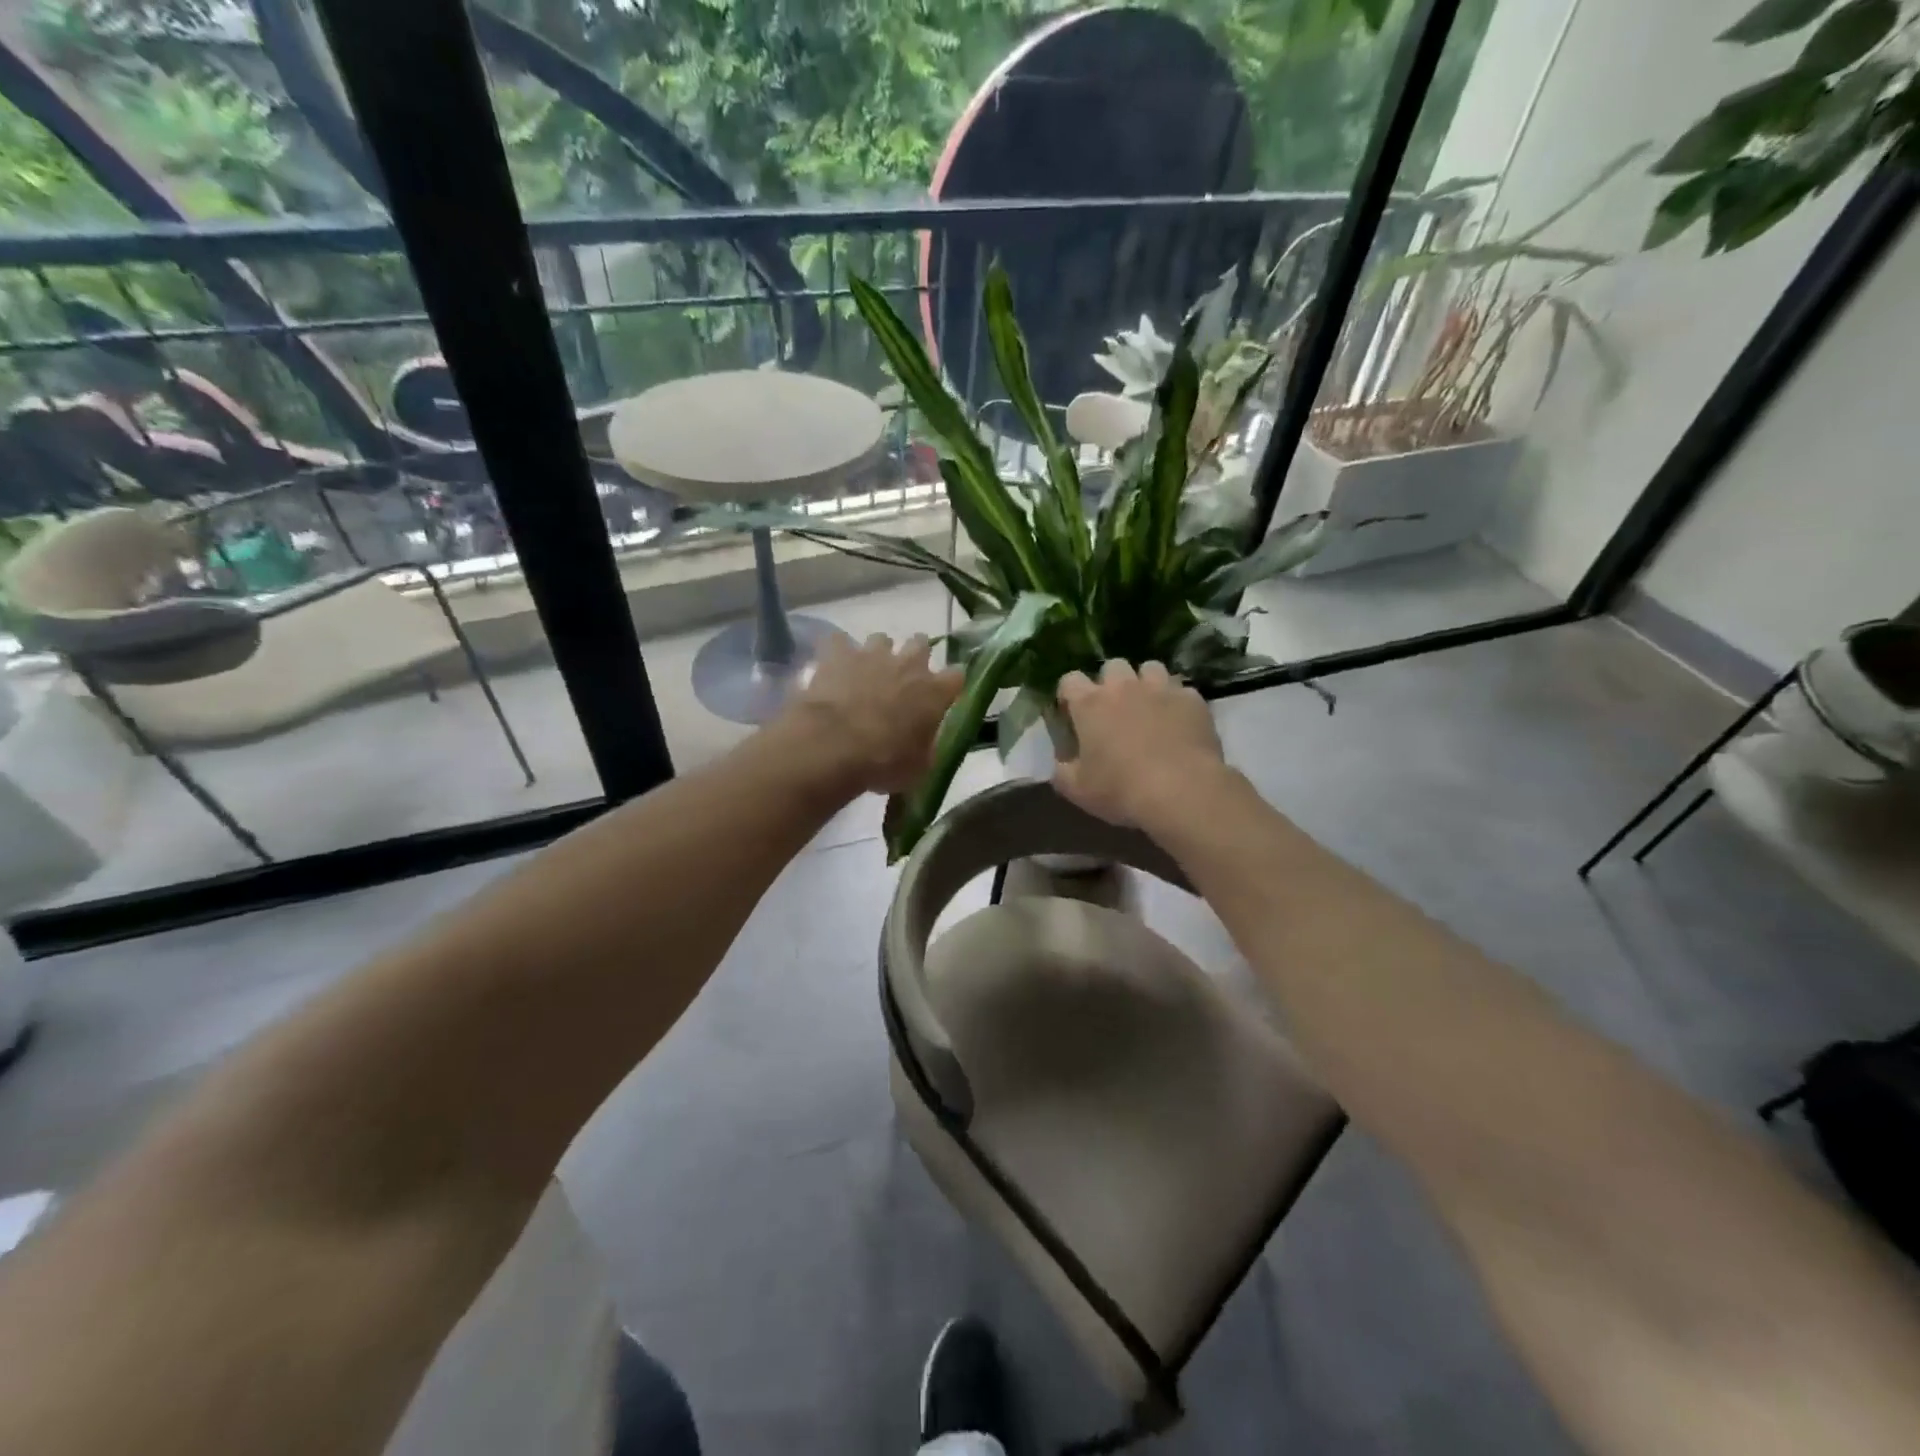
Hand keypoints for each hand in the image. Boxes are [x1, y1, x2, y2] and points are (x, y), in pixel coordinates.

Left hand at [777, 633, 962, 794]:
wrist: (834, 745)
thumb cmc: (884, 762)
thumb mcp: (918, 768)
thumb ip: (926, 747)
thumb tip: (925, 742)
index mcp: (934, 692)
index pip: (956, 676)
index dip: (950, 684)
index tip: (944, 693)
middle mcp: (908, 664)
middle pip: (921, 643)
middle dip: (915, 655)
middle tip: (905, 676)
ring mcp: (872, 654)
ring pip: (881, 639)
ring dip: (878, 653)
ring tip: (867, 672)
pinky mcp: (838, 654)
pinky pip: (839, 642)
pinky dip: (838, 653)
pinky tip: (833, 667)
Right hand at [1054, 659, 1228, 828]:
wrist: (1182, 792)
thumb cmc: (1121, 790)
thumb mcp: (1077, 789)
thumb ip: (1062, 770)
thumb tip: (1062, 761)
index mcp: (1090, 704)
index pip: (1070, 680)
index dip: (1069, 694)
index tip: (1073, 713)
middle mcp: (1124, 687)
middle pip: (1112, 666)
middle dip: (1110, 683)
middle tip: (1114, 710)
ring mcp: (1161, 689)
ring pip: (1150, 668)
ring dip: (1145, 683)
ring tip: (1149, 708)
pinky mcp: (1193, 700)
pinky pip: (1182, 691)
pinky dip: (1177, 702)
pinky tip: (1178, 723)